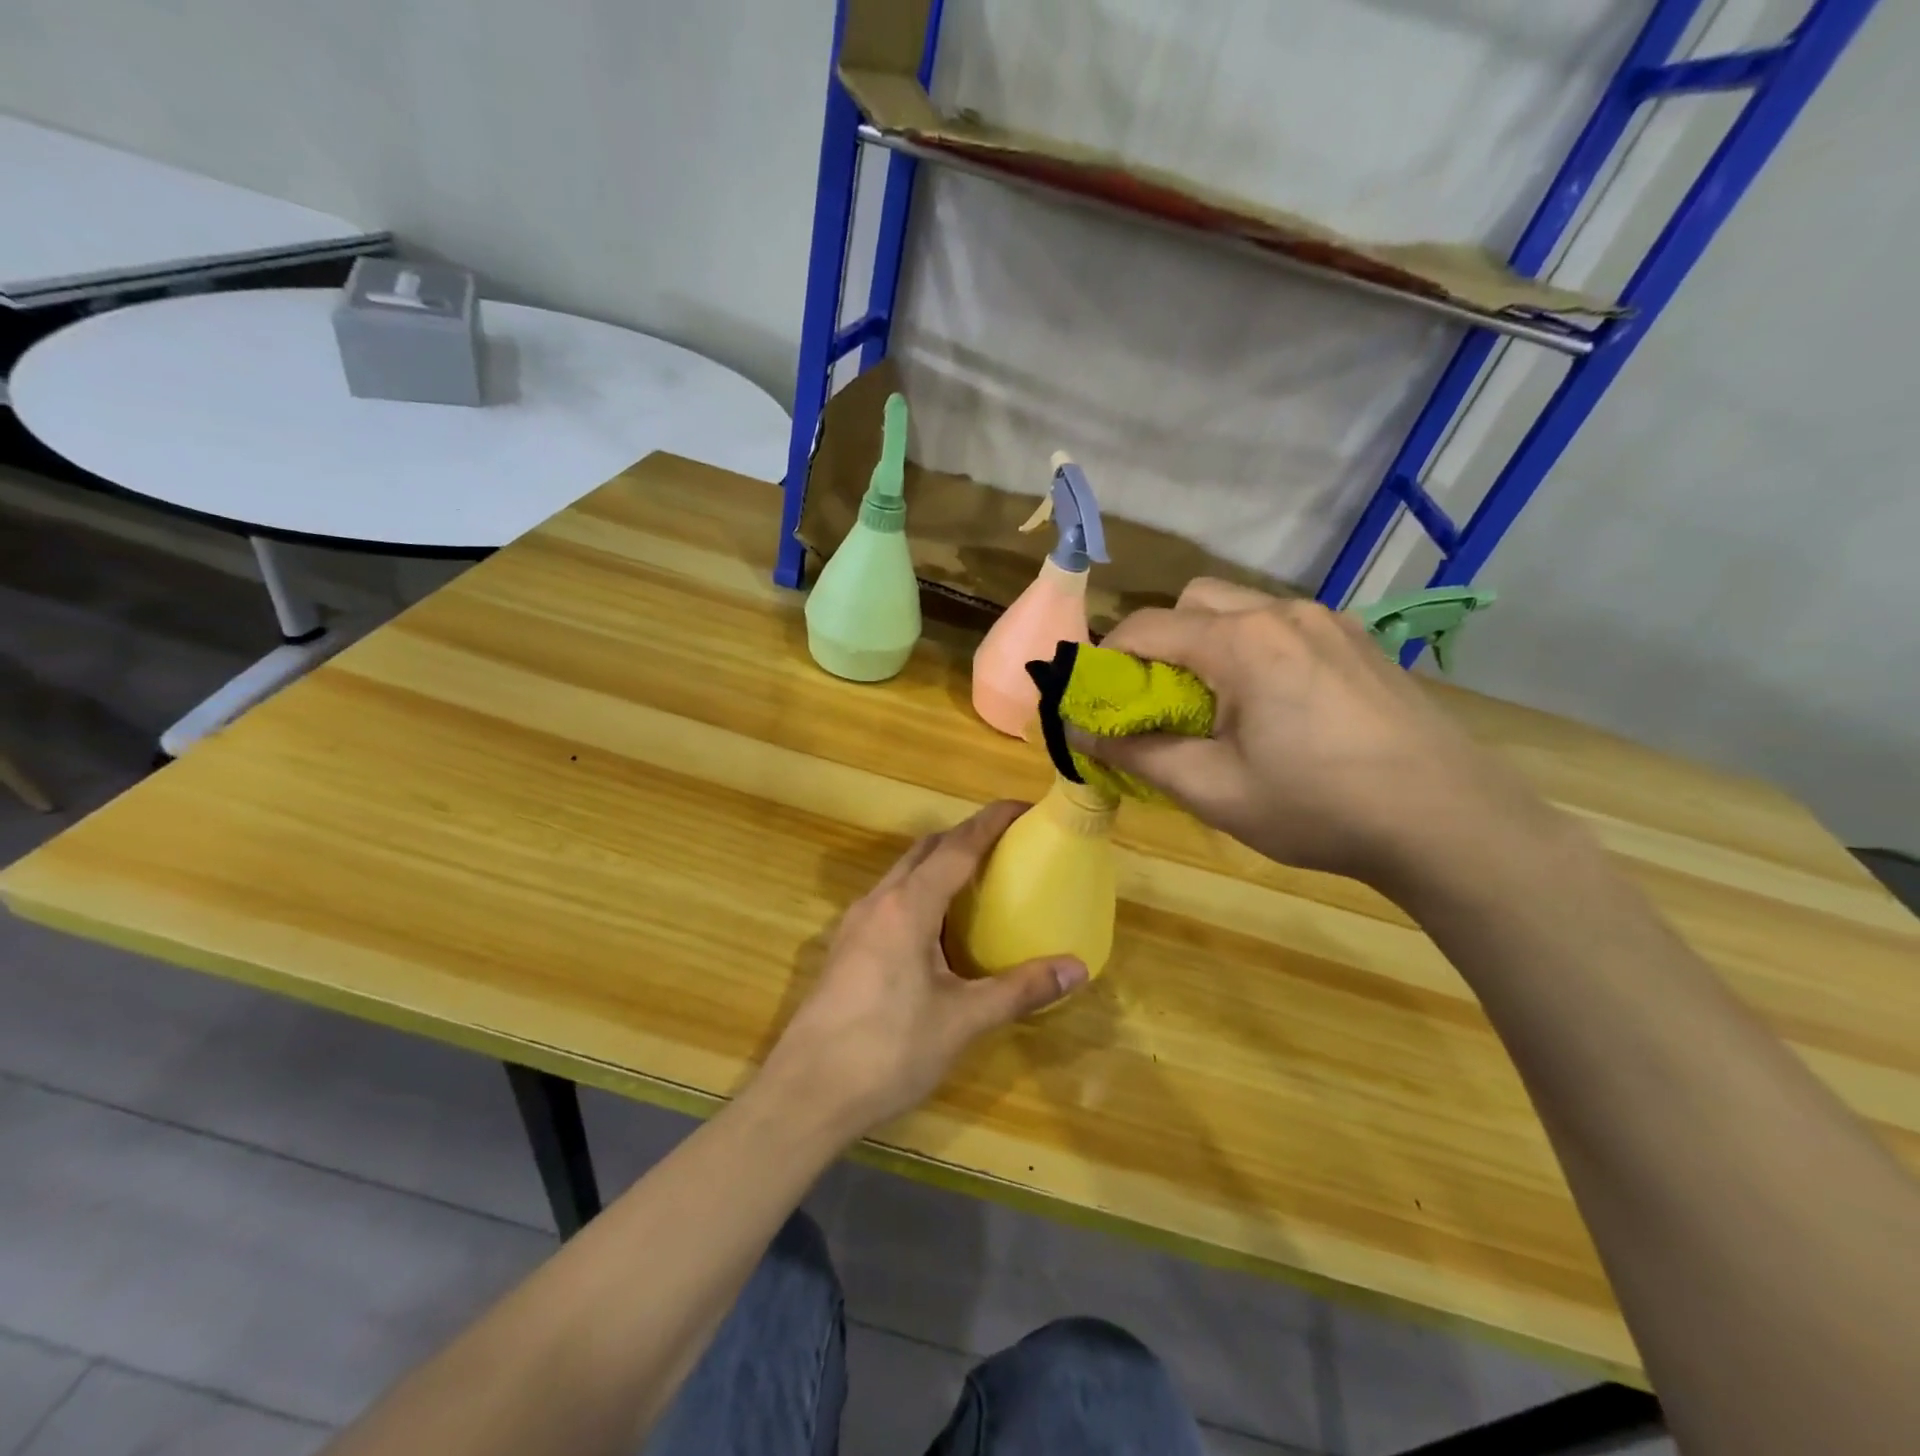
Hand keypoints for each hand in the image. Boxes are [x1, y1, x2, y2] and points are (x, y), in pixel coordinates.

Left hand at [759, 802, 1088, 1140]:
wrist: (806, 1094)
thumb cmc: (888, 1050)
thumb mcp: (962, 1020)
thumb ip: (1020, 990)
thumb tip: (1077, 969)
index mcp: (908, 906)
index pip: (956, 846)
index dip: (991, 822)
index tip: (1023, 807)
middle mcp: (878, 902)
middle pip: (925, 850)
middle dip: (965, 837)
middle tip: (1006, 846)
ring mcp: (855, 924)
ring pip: (903, 873)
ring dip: (939, 864)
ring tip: (978, 881)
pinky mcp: (846, 948)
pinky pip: (890, 899)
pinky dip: (920, 892)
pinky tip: (937, 928)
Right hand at [1082, 579, 1546, 893]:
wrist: (1449, 822)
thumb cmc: (1319, 807)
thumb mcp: (1214, 790)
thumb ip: (1138, 754)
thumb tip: (1078, 732)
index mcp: (1242, 642)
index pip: (1146, 627)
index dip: (1108, 659)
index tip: (1099, 700)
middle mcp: (1282, 613)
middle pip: (1193, 600)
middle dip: (1161, 641)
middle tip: (1161, 700)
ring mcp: (1328, 621)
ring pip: (1241, 608)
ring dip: (1209, 642)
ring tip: (1218, 704)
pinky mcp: (1358, 640)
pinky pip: (1283, 625)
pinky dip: (1254, 648)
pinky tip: (1275, 704)